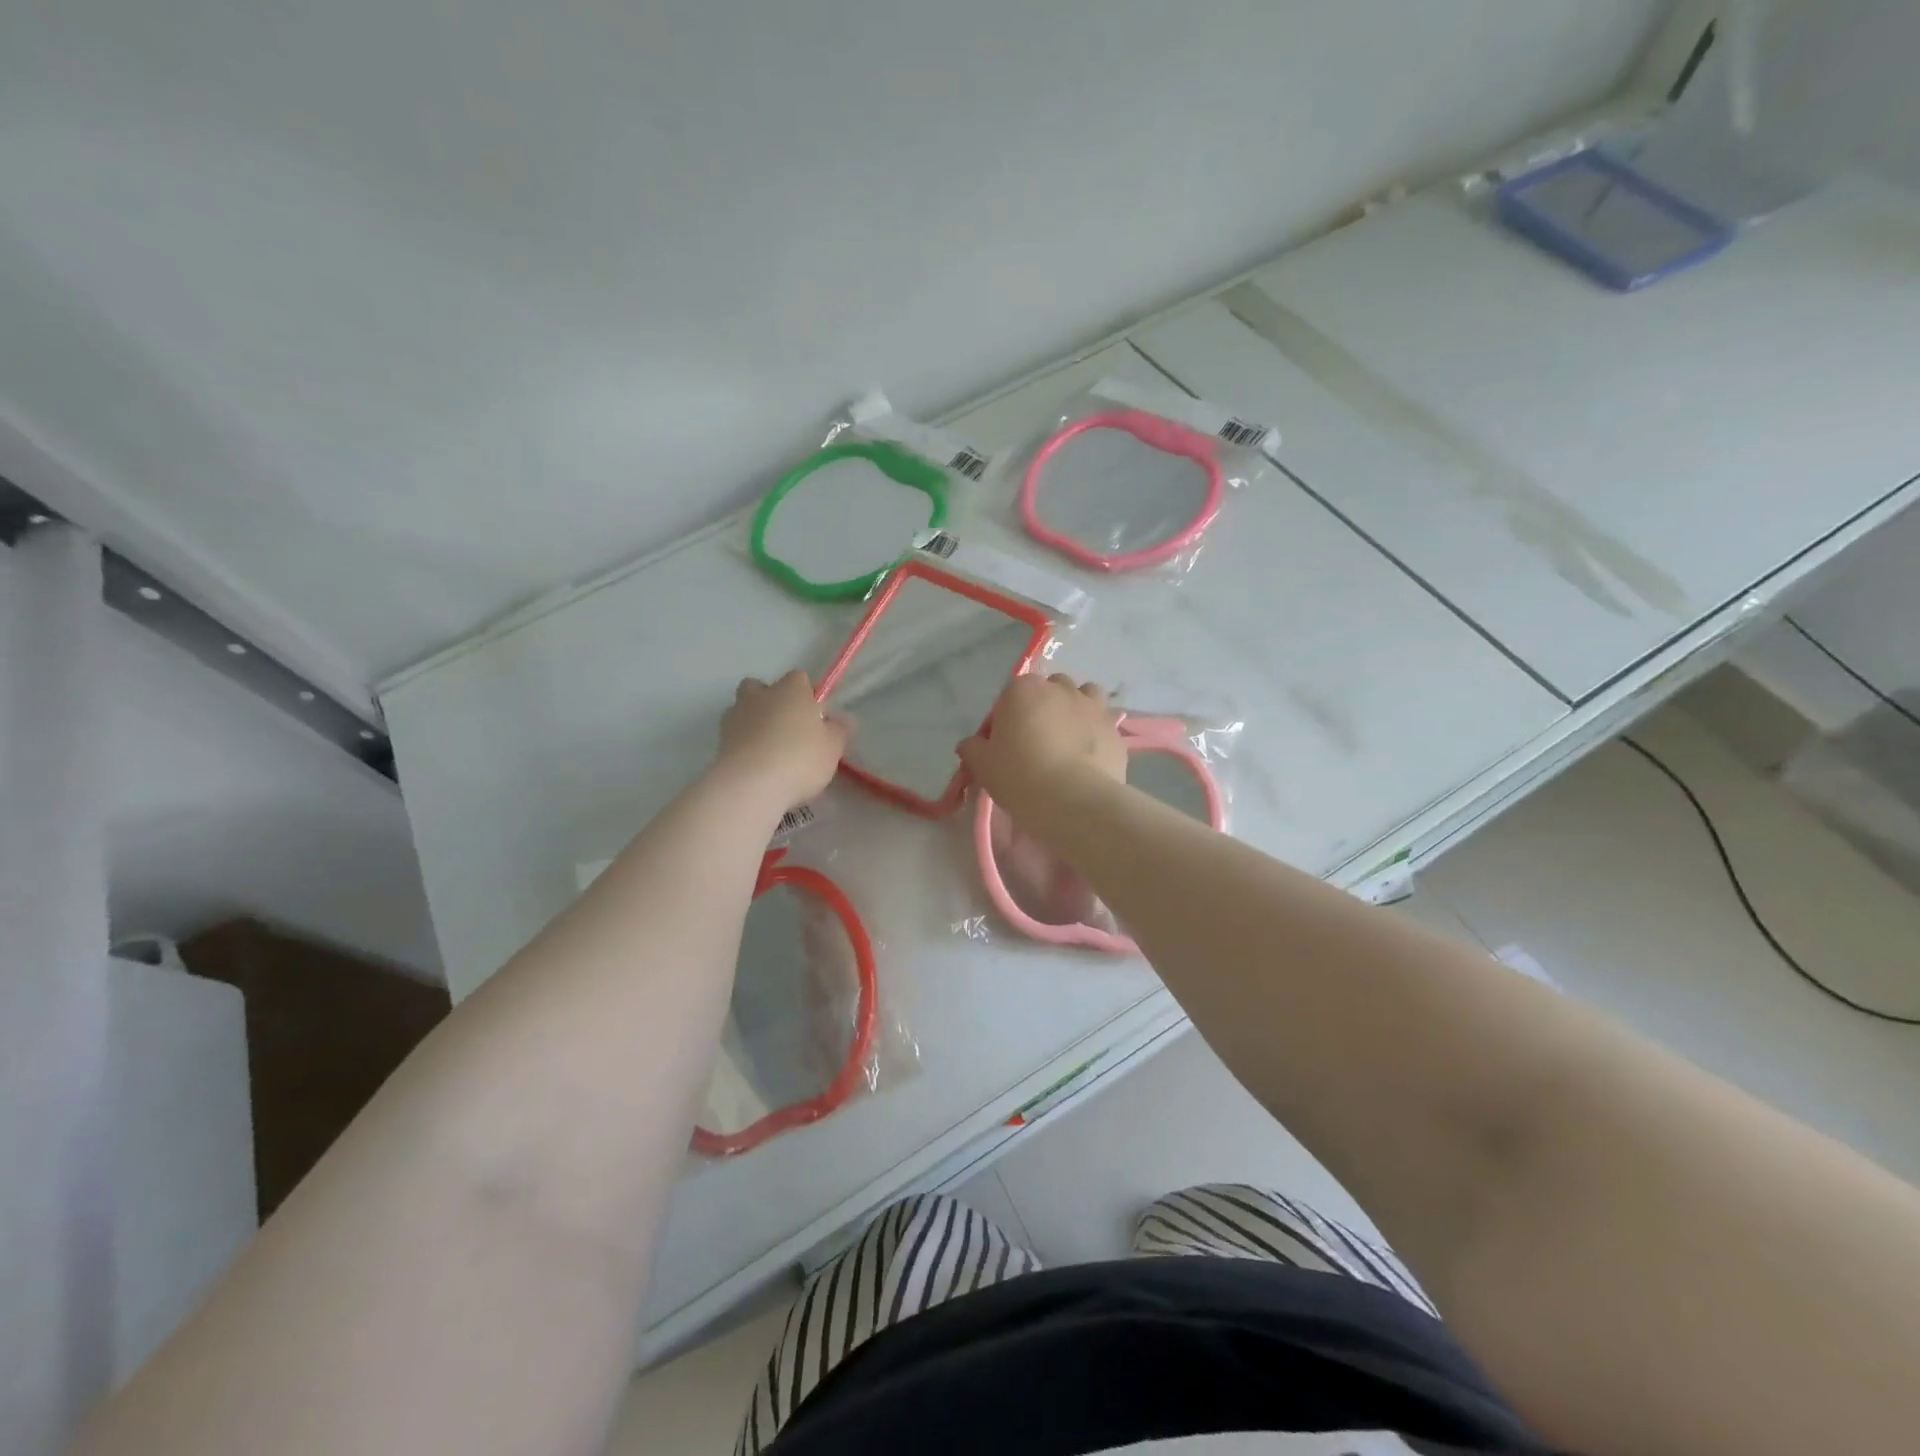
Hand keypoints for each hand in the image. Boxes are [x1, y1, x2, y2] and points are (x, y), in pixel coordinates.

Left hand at [716, 671, 849, 812]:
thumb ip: (838, 730)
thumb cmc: (800, 758)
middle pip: (761, 687)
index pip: (799, 678)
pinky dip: (742, 744)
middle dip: (770, 700)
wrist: (751, 786)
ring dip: (752, 721)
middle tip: (787, 727)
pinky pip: (734, 736)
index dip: (807, 694)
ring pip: (742, 709)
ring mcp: (735, 717)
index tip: (815, 716)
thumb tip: (841, 720)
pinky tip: (755, 764)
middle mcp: (760, 696)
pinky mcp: (719, 741)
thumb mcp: (832, 747)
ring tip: (768, 749)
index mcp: (791, 689)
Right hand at [959, 674, 1126, 818]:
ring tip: (1067, 741)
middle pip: (1048, 690)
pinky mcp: (1115, 729)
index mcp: (1023, 689)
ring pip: (1083, 697)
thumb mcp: (983, 766)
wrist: (1073, 800)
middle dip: (1043, 708)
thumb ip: (973, 749)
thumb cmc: (1019, 776)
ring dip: (1075, 710)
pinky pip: (1102, 724)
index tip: (1003, 745)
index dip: (1005, 718)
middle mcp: (1060, 688)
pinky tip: (1088, 759)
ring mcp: (1092, 706)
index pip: (1009, 695)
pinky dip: (1095, 734)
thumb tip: (970, 744)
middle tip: (1035, 743)